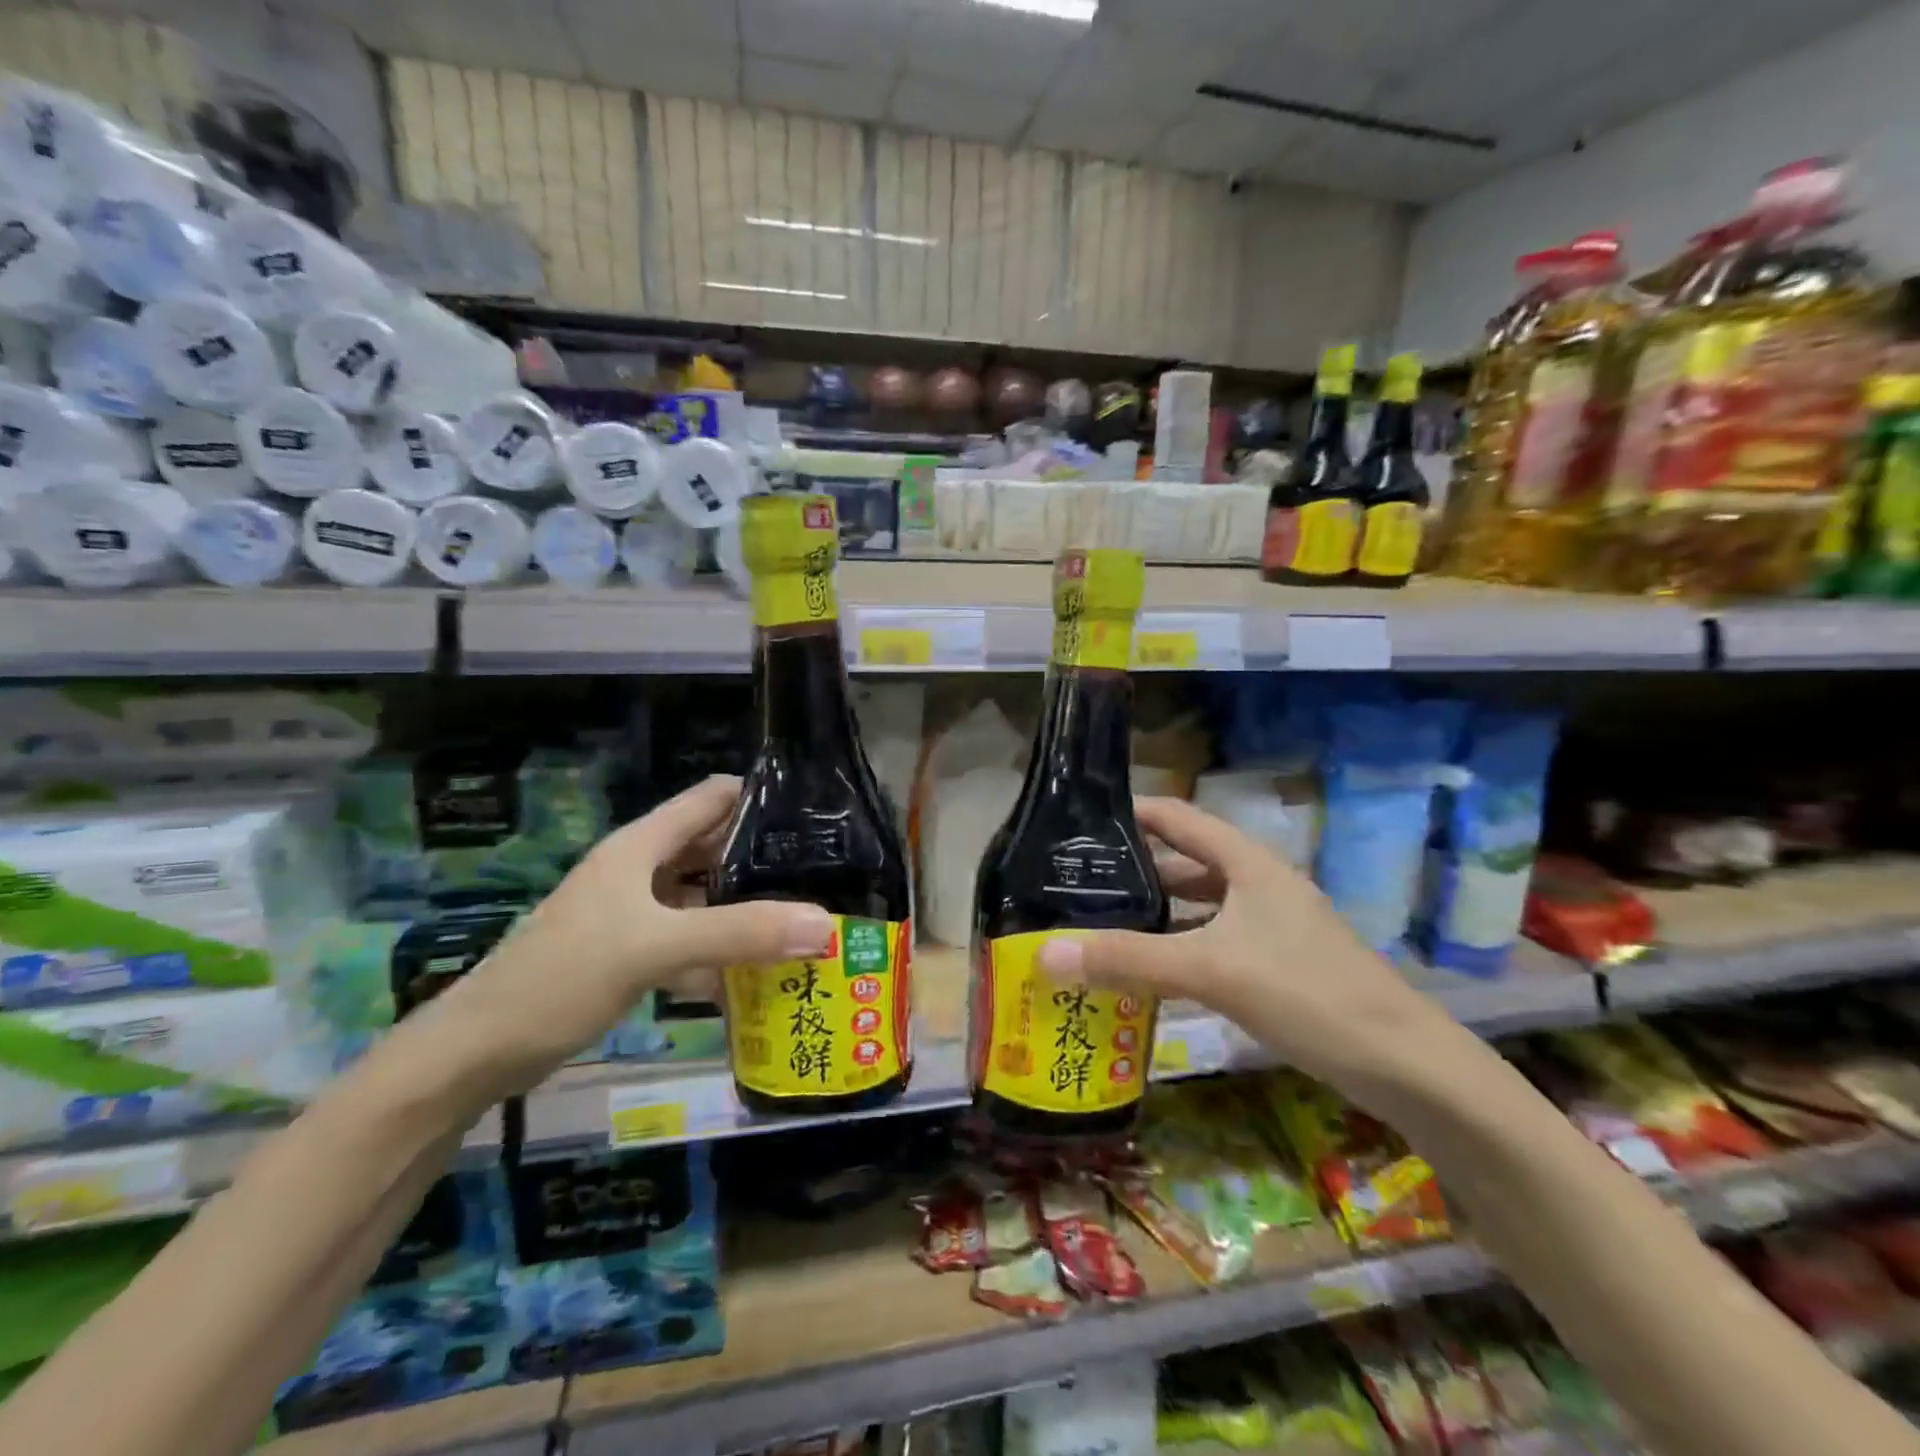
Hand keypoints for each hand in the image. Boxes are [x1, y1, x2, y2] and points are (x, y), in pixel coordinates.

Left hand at [432, 775, 834, 1097]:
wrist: (476, 1053)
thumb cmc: (561, 977)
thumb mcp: (655, 947)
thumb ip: (740, 933)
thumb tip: (826, 924)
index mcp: (642, 846)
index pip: (713, 797)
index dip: (761, 796)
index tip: (817, 815)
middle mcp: (642, 870)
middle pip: (715, 847)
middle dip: (766, 858)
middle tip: (827, 874)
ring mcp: (636, 913)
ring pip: (706, 897)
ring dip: (749, 908)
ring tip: (808, 920)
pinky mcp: (632, 953)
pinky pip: (692, 940)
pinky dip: (723, 952)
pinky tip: (760, 974)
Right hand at [1037, 797, 1451, 1090]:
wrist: (1407, 1067)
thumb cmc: (1309, 994)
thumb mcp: (1211, 970)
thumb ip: (1129, 959)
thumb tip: (1044, 953)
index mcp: (1247, 862)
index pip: (1177, 817)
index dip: (1130, 812)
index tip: (1077, 822)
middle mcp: (1258, 883)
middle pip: (1184, 861)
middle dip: (1132, 869)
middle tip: (1074, 881)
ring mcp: (1270, 924)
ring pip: (1198, 905)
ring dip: (1155, 911)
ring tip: (1098, 921)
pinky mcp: (1276, 963)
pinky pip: (1212, 940)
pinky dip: (1178, 946)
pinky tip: (1147, 968)